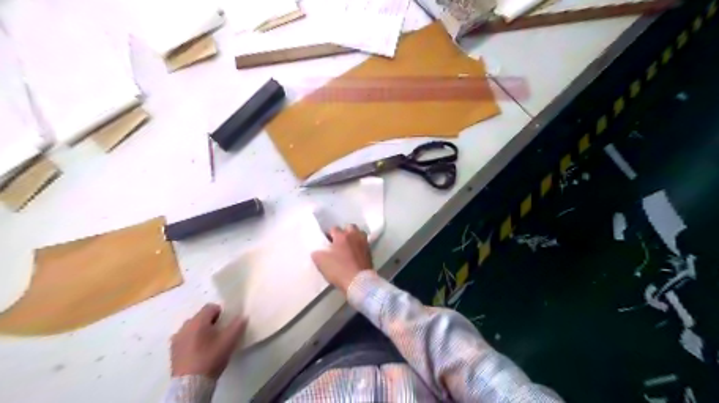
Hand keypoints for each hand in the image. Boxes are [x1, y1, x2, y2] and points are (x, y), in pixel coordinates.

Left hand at [171, 304, 248, 379]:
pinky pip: (185, 338)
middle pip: (200, 317)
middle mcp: (185, 326)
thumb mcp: (229, 341)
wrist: (191, 384)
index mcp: (198, 321)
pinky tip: (199, 352)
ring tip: (208, 343)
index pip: (211, 307)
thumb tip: (243, 316)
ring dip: (200, 331)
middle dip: (210, 322)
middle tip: (219, 334)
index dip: (221, 313)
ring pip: (192, 328)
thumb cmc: (211, 357)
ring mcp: (176, 339)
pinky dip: (192, 340)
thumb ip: (237, 325)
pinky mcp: (173, 351)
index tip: (226, 324)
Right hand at [312, 226, 372, 294]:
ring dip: (354, 237)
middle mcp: (354, 236)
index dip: (329, 235)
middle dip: (344, 232)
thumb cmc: (339, 269)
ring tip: (349, 245)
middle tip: (339, 242)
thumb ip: (317, 254)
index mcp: (342, 236)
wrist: (359, 282)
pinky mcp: (370, 252)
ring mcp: (364, 243)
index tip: (326, 242)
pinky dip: (359, 246)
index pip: (334, 229)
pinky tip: (355, 253)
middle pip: (350, 227)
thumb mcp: (321, 262)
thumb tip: (317, 252)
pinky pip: (364, 244)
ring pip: (359, 234)